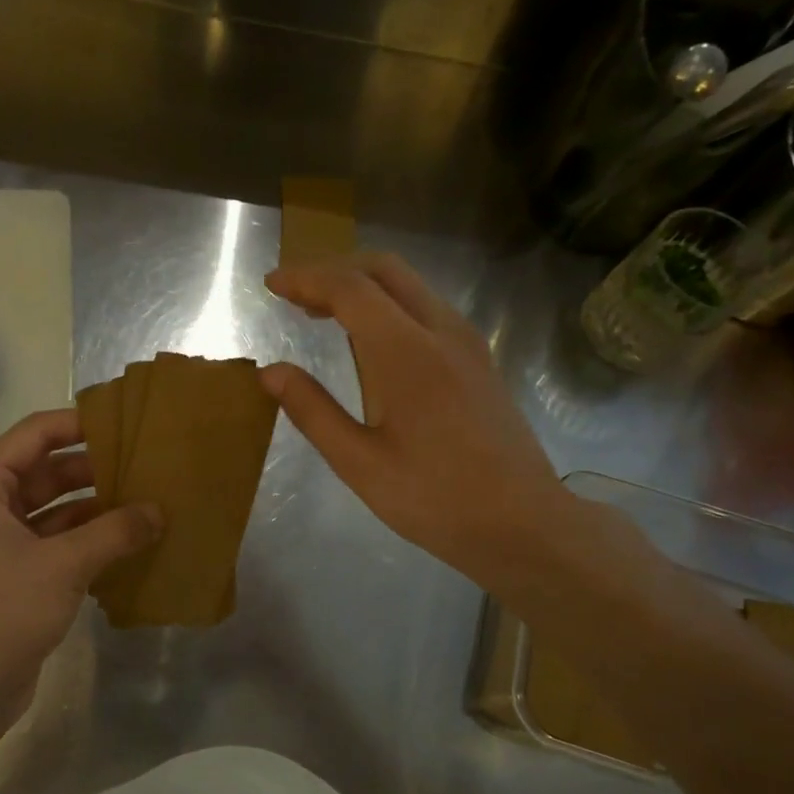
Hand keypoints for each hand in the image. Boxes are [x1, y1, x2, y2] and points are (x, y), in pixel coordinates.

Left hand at [0, 408, 159, 727]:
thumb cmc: (1, 610)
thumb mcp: (64, 564)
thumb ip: (115, 531)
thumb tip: (159, 511)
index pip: (37, 434)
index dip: (81, 424)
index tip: (127, 423)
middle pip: (48, 471)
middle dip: (96, 469)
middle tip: (148, 465)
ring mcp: (0, 542)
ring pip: (56, 509)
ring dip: (97, 508)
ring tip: (148, 501)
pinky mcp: (15, 575)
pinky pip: (57, 543)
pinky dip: (89, 540)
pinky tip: (130, 542)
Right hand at [262, 254, 579, 596]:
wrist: (523, 523)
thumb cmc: (436, 499)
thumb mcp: (360, 463)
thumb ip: (313, 411)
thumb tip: (271, 372)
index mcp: (408, 352)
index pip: (350, 288)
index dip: (306, 279)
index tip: (272, 285)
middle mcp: (442, 331)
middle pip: (384, 269)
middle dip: (334, 270)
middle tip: (294, 294)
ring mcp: (467, 343)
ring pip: (410, 286)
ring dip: (363, 286)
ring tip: (321, 313)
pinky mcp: (479, 360)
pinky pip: (427, 308)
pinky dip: (388, 305)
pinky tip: (369, 341)